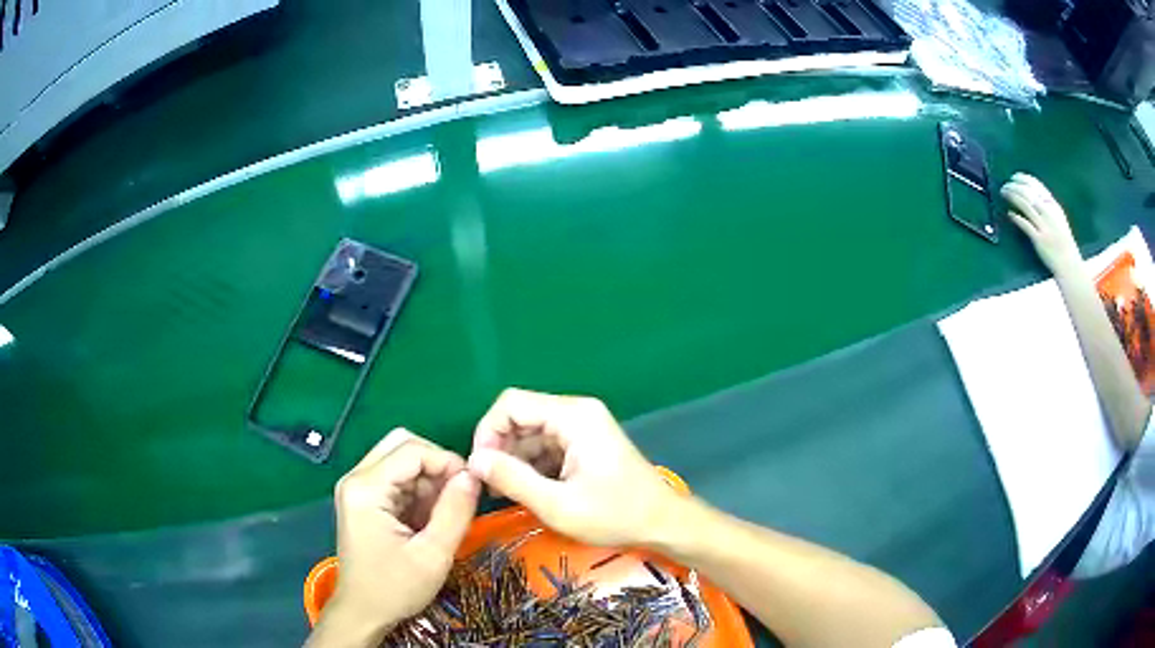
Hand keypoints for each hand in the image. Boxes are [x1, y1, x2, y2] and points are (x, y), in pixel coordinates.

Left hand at [324, 430, 478, 637]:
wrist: (363, 612)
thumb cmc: (394, 588)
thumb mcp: (433, 554)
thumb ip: (455, 511)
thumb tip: (473, 476)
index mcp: (366, 488)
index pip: (412, 450)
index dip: (447, 462)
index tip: (472, 488)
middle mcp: (356, 479)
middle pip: (403, 445)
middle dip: (436, 465)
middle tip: (458, 495)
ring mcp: (357, 488)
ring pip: (401, 460)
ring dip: (428, 479)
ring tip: (444, 513)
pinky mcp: (363, 499)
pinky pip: (396, 478)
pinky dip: (418, 491)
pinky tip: (428, 519)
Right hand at [467, 388, 680, 547]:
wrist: (663, 523)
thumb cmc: (615, 515)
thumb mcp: (557, 504)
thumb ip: (512, 479)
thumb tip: (473, 461)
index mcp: (573, 416)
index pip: (511, 404)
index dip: (487, 432)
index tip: (481, 468)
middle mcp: (577, 412)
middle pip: (521, 416)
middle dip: (500, 448)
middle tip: (491, 485)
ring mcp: (583, 427)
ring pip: (531, 432)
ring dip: (514, 459)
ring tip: (506, 492)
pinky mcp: (585, 443)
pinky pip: (547, 445)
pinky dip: (532, 464)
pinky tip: (527, 490)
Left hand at [1001, 173, 1081, 275]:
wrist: (1069, 263)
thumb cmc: (1063, 240)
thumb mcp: (1058, 217)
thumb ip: (1047, 204)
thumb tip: (1032, 192)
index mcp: (1053, 205)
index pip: (1036, 185)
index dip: (1023, 178)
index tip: (1014, 176)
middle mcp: (1048, 213)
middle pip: (1028, 192)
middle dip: (1014, 186)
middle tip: (1005, 185)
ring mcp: (1044, 226)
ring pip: (1025, 205)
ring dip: (1012, 196)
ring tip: (1004, 193)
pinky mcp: (1039, 240)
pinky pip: (1025, 225)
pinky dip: (1016, 217)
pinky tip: (1009, 214)